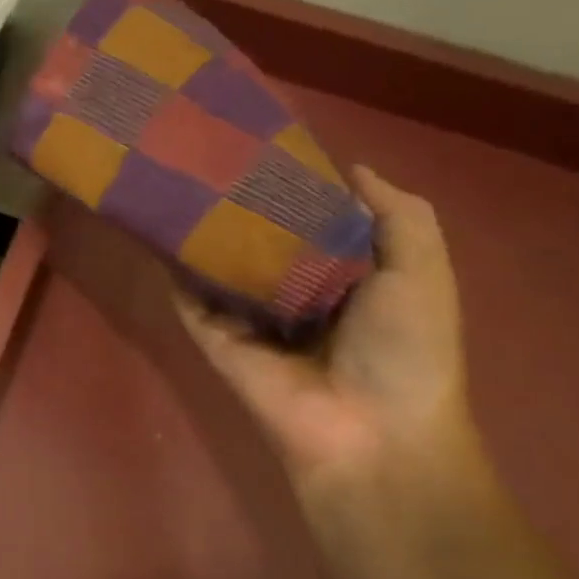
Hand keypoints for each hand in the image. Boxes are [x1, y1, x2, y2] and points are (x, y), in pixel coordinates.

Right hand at [174, 166, 481, 499]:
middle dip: (244, 205)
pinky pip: (190, 299)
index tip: (268, 148)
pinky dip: (174, 270)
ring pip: (220, 265)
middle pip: (262, 240)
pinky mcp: (214, 336)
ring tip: (176, 182)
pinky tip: (156, 230)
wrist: (367, 429)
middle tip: (213, 158)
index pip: (315, 222)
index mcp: (347, 277)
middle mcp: (295, 292)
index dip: (297, 187)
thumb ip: (398, 216)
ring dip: (203, 233)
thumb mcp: (423, 271)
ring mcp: (250, 316)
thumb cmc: (407, 348)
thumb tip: (353, 167)